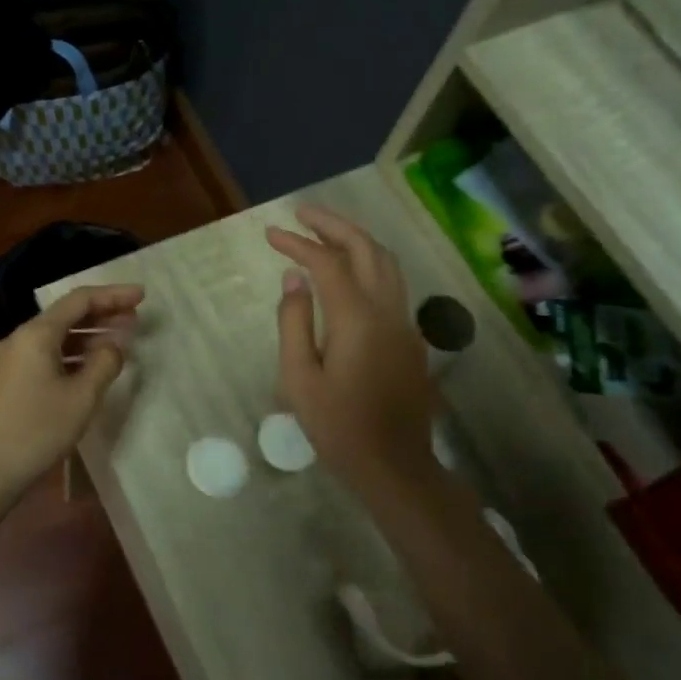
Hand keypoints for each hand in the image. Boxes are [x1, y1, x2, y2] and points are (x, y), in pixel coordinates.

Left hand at [0, 284, 143, 504]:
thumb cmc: (38, 431)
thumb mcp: (82, 397)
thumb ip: (104, 363)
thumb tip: (114, 345)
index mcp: (36, 334)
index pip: (80, 300)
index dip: (113, 295)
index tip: (142, 296)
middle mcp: (19, 338)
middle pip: (66, 315)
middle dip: (102, 313)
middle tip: (135, 317)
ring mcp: (10, 359)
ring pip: (55, 336)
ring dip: (88, 335)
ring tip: (119, 340)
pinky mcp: (7, 379)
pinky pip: (45, 354)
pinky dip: (71, 353)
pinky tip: (90, 365)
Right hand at [267, 206, 436, 494]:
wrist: (394, 466)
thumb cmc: (338, 427)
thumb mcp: (299, 379)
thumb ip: (294, 322)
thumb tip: (294, 278)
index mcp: (357, 319)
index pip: (327, 263)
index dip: (298, 243)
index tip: (270, 233)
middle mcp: (387, 310)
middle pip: (366, 249)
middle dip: (334, 225)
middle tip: (302, 213)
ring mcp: (404, 323)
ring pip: (386, 263)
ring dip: (356, 240)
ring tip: (325, 232)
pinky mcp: (410, 337)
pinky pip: (392, 284)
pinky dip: (369, 263)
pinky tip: (349, 272)